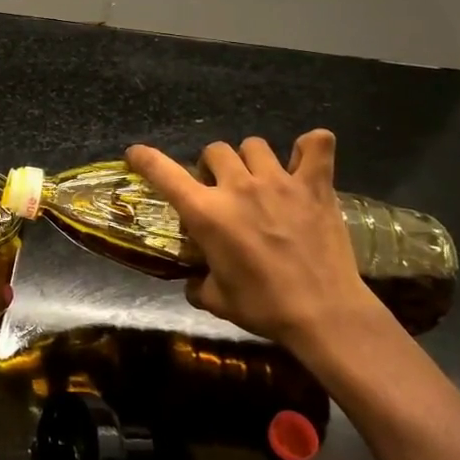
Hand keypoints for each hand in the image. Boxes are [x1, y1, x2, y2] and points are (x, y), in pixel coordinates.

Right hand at [126, 132, 395, 371]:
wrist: (323, 314)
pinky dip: (310, 147)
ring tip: (259, 179)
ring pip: (254, 145)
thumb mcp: (217, 300)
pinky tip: (305, 162)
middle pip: (214, 150)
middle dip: (212, 166)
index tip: (135, 153)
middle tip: (221, 189)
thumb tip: (194, 281)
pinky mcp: (315, 185)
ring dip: (251, 159)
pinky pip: (316, 145)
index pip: (164, 173)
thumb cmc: (264, 308)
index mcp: (207, 213)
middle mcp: (238, 187)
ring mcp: (279, 182)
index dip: (145, 158)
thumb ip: (198, 283)